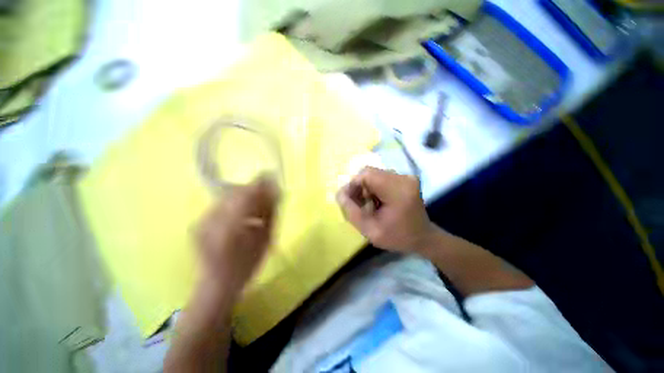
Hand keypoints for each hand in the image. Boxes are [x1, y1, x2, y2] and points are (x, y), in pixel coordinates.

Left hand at [195, 175, 279, 298]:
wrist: (217, 283)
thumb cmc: (247, 264)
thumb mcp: (266, 239)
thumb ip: (271, 212)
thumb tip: (277, 190)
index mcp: (231, 228)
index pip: (246, 195)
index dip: (259, 183)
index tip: (270, 175)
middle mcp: (212, 221)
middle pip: (235, 192)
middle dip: (252, 189)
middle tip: (265, 194)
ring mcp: (201, 221)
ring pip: (227, 196)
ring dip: (243, 196)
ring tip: (254, 206)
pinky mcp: (198, 222)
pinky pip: (220, 204)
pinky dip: (234, 203)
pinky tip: (241, 214)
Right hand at [336, 167, 434, 252]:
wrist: (423, 237)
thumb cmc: (398, 237)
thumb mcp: (370, 231)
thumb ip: (352, 212)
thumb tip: (339, 194)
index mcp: (398, 190)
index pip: (367, 175)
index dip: (353, 184)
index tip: (349, 200)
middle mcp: (403, 178)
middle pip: (370, 173)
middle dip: (359, 187)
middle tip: (357, 204)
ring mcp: (406, 177)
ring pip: (374, 174)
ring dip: (366, 188)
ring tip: (367, 205)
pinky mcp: (405, 178)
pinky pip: (381, 177)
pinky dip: (373, 188)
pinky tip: (376, 201)